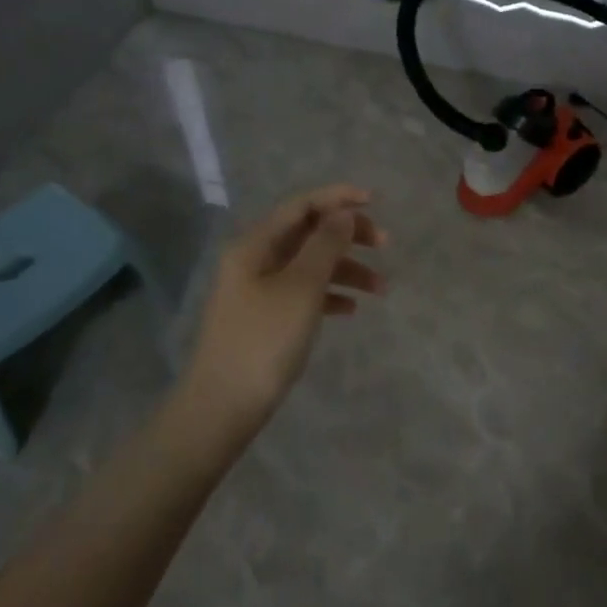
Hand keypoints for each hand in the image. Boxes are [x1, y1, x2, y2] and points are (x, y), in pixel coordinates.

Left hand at [180, 185, 385, 427]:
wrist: (222, 408)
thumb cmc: (264, 340)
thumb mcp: (301, 288)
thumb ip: (325, 244)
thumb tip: (343, 212)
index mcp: (255, 244)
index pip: (301, 205)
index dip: (338, 197)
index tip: (375, 202)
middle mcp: (254, 260)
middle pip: (307, 233)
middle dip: (347, 234)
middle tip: (384, 244)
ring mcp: (258, 290)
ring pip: (310, 265)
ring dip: (346, 269)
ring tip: (381, 289)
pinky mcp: (265, 318)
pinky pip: (303, 293)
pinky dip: (329, 294)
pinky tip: (351, 309)